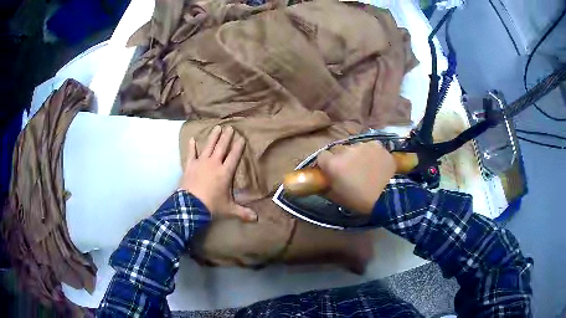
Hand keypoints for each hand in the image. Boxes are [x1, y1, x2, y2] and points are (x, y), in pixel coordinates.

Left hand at [179, 125, 256, 221]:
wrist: (191, 205)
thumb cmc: (211, 205)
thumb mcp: (228, 209)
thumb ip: (242, 212)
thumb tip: (256, 219)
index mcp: (225, 172)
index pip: (234, 156)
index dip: (238, 147)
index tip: (241, 138)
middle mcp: (214, 163)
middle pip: (222, 147)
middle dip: (227, 137)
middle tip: (230, 127)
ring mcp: (201, 162)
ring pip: (209, 146)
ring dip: (213, 137)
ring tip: (217, 127)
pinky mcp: (190, 165)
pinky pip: (191, 153)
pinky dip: (192, 146)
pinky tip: (192, 139)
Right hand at [316, 141, 395, 213]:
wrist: (388, 196)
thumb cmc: (360, 200)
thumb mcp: (338, 198)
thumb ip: (327, 187)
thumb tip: (323, 182)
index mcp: (333, 164)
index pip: (322, 156)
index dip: (325, 164)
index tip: (331, 172)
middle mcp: (345, 150)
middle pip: (337, 150)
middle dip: (340, 158)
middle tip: (348, 170)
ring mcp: (362, 145)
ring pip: (354, 147)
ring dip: (355, 155)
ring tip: (364, 166)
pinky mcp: (376, 145)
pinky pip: (369, 146)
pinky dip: (370, 152)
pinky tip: (375, 162)